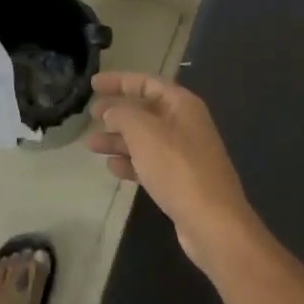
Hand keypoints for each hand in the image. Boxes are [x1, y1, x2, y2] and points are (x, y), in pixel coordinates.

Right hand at [87, 72, 263, 271]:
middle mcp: (185, 124)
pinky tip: (112, 167)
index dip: (119, 80)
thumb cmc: (177, 168)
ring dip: (118, 139)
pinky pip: (150, 163)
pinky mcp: (180, 180)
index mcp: (182, 104)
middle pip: (145, 110)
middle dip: (117, 112)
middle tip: (90, 115)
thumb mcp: (144, 132)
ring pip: (145, 138)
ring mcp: (184, 153)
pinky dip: (130, 162)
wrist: (212, 222)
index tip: (93, 84)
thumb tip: (110, 110)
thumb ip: (123, 114)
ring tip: (91, 145)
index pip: (147, 82)